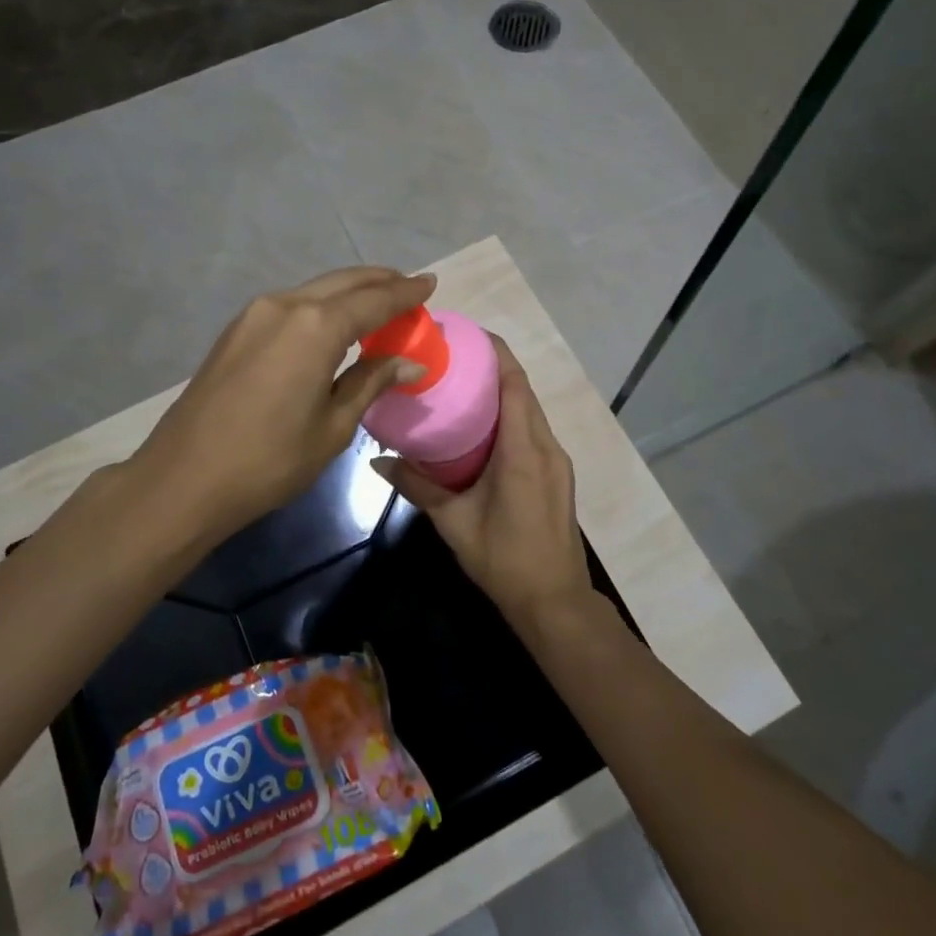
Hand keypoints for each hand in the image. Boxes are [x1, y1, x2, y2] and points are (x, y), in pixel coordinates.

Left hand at [128, 266, 437, 548]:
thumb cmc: (269, 460)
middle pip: (343, 282)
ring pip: (314, 290)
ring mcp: (255, 314)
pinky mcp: (236, 330)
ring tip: (377, 303)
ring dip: (349, 292)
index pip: (374, 300)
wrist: (184, 477)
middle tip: (409, 287)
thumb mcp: (333, 426)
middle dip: (379, 282)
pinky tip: (333, 323)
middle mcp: (285, 305)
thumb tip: (410, 362)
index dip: (405, 293)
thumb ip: (371, 382)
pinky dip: (321, 306)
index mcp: (315, 326)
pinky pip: (291, 305)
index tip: (430, 283)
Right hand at [373, 337, 596, 639]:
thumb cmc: (504, 559)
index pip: (514, 384)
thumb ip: (417, 486)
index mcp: (523, 450)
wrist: (555, 602)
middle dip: (494, 367)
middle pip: (523, 391)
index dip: (495, 353)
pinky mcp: (558, 474)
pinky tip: (483, 425)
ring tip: (463, 383)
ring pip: (530, 411)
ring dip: (503, 391)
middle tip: (453, 356)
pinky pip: (533, 430)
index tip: (467, 334)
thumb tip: (378, 460)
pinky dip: (511, 415)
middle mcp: (546, 446)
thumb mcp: (454, 522)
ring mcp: (557, 461)